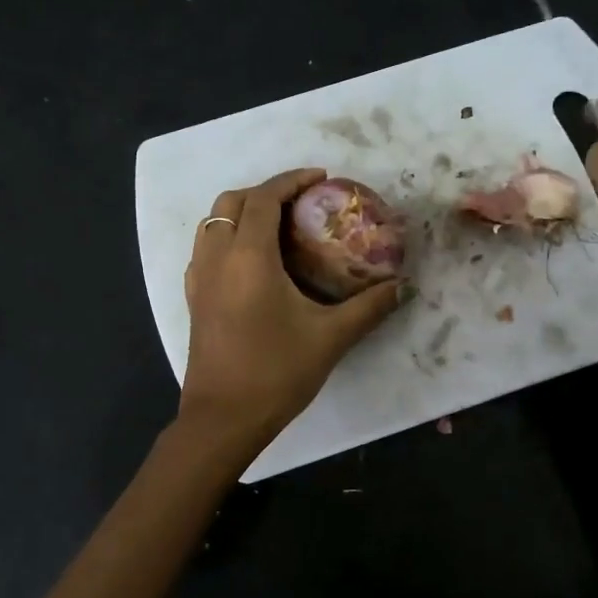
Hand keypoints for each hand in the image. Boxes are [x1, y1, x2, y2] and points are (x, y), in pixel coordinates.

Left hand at [180, 168, 404, 455]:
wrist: (223, 419)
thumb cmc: (276, 372)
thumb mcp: (331, 337)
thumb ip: (369, 307)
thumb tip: (403, 287)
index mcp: (249, 256)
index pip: (265, 198)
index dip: (292, 180)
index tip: (321, 178)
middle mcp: (217, 257)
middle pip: (232, 201)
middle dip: (266, 191)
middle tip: (301, 202)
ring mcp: (200, 279)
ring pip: (212, 223)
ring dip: (242, 212)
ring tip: (277, 226)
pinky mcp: (194, 300)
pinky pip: (205, 249)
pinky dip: (227, 237)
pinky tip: (252, 262)